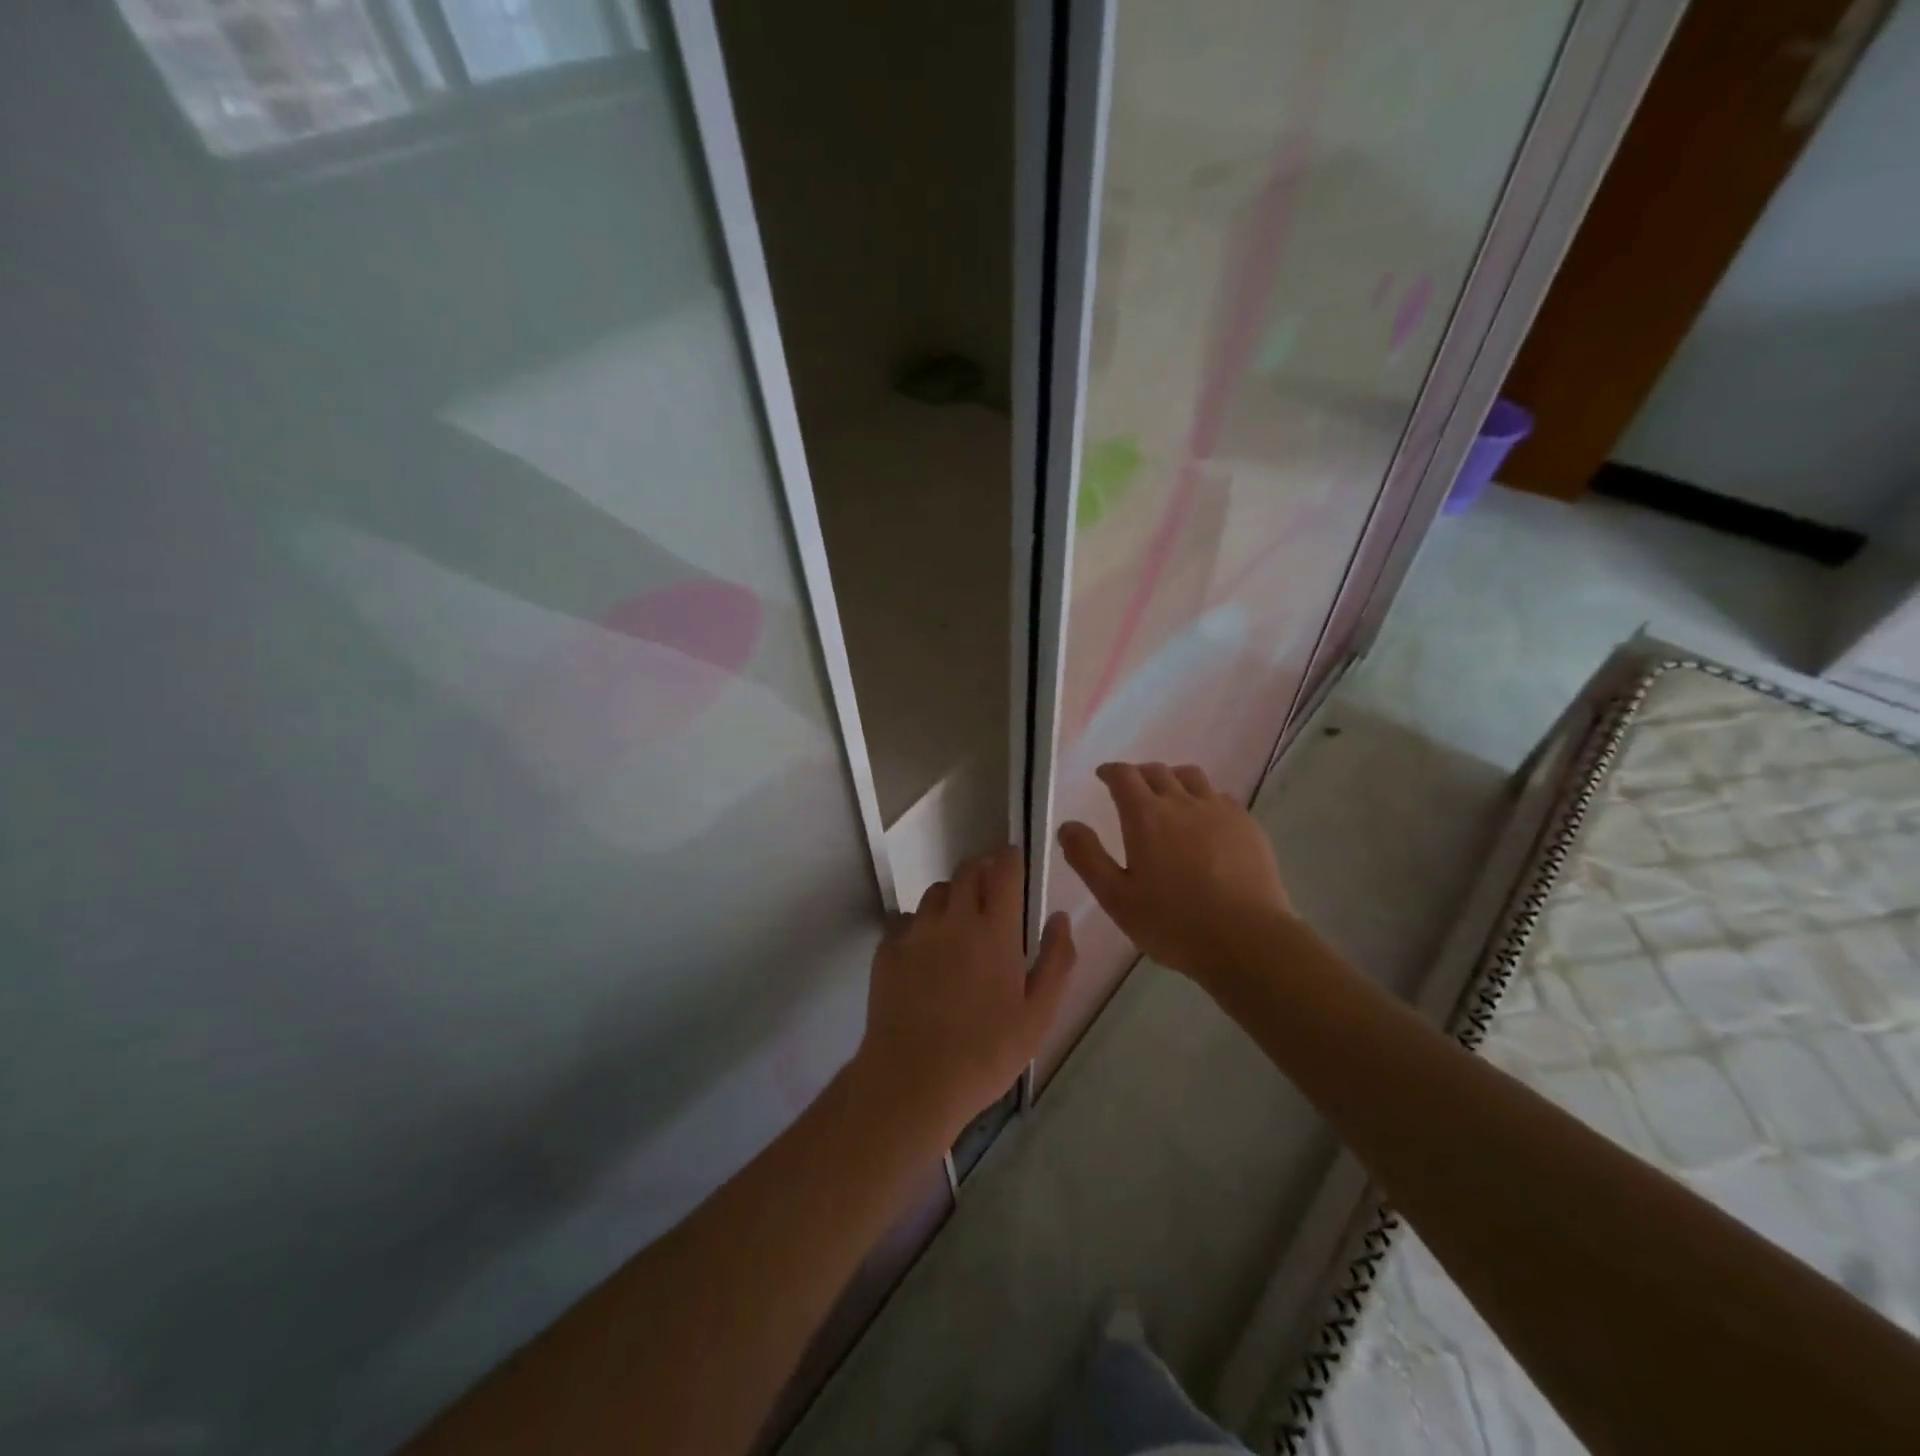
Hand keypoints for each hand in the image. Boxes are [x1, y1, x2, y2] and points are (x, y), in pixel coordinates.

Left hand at [854, 846, 1075, 1145]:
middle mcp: (954, 919)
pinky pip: (906, 921)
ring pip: (936, 893)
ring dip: (952, 896)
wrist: (913, 1079)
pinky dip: (920, 925)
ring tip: (958, 921)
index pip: (1003, 872)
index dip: (1009, 858)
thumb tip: (1060, 918)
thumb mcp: (1038, 1016)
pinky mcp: (887, 950)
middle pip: (966, 872)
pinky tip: (924, 952)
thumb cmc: (986, 1052)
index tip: (1013, 858)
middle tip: (990, 890)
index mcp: (995, 931)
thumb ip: (1056, 961)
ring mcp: (916, 932)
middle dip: (981, 870)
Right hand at [1057, 762, 1290, 986]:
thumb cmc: (1173, 923)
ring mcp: (1219, 811)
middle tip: (1131, 788)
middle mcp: (1182, 802)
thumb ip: (1088, 858)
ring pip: (1192, 777)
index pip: (1124, 776)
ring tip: (1169, 796)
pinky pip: (1221, 797)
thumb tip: (1068, 826)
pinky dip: (1204, 799)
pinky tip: (1205, 820)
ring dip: (1173, 779)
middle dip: (1139, 774)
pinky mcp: (1248, 826)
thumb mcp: (1116, 898)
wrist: (1247, 939)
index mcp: (1146, 816)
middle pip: (1157, 771)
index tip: (1103, 775)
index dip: (1110, 771)